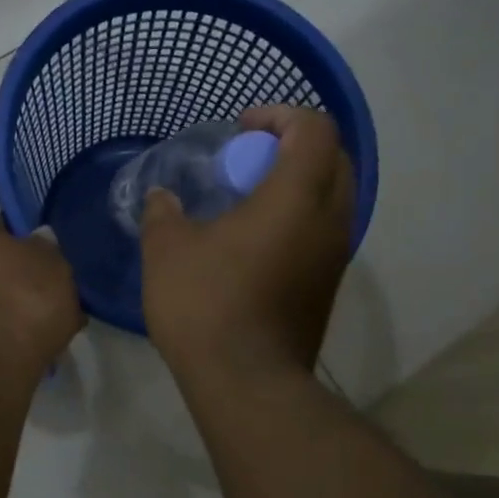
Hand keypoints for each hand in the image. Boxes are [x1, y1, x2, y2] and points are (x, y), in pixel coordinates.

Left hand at [0, 209, 83, 370]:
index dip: (24, 240)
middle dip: (10, 274)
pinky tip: (21, 343)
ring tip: (38, 324)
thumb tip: (36, 243)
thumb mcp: (53, 260)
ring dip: (3, 304)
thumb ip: (46, 245)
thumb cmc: (24, 296)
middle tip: (43, 292)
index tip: (44, 261)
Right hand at [141, 105, 354, 381]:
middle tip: (248, 158)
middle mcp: (330, 219)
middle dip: (294, 144)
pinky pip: (324, 229)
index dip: (279, 115)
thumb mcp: (168, 250)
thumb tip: (163, 199)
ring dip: (299, 182)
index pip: (314, 128)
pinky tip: (255, 238)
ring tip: (250, 196)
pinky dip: (299, 215)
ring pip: (334, 195)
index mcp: (296, 196)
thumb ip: (163, 213)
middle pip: (334, 157)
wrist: (247, 382)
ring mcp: (335, 256)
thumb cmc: (206, 304)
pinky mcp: (328, 285)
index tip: (240, 130)